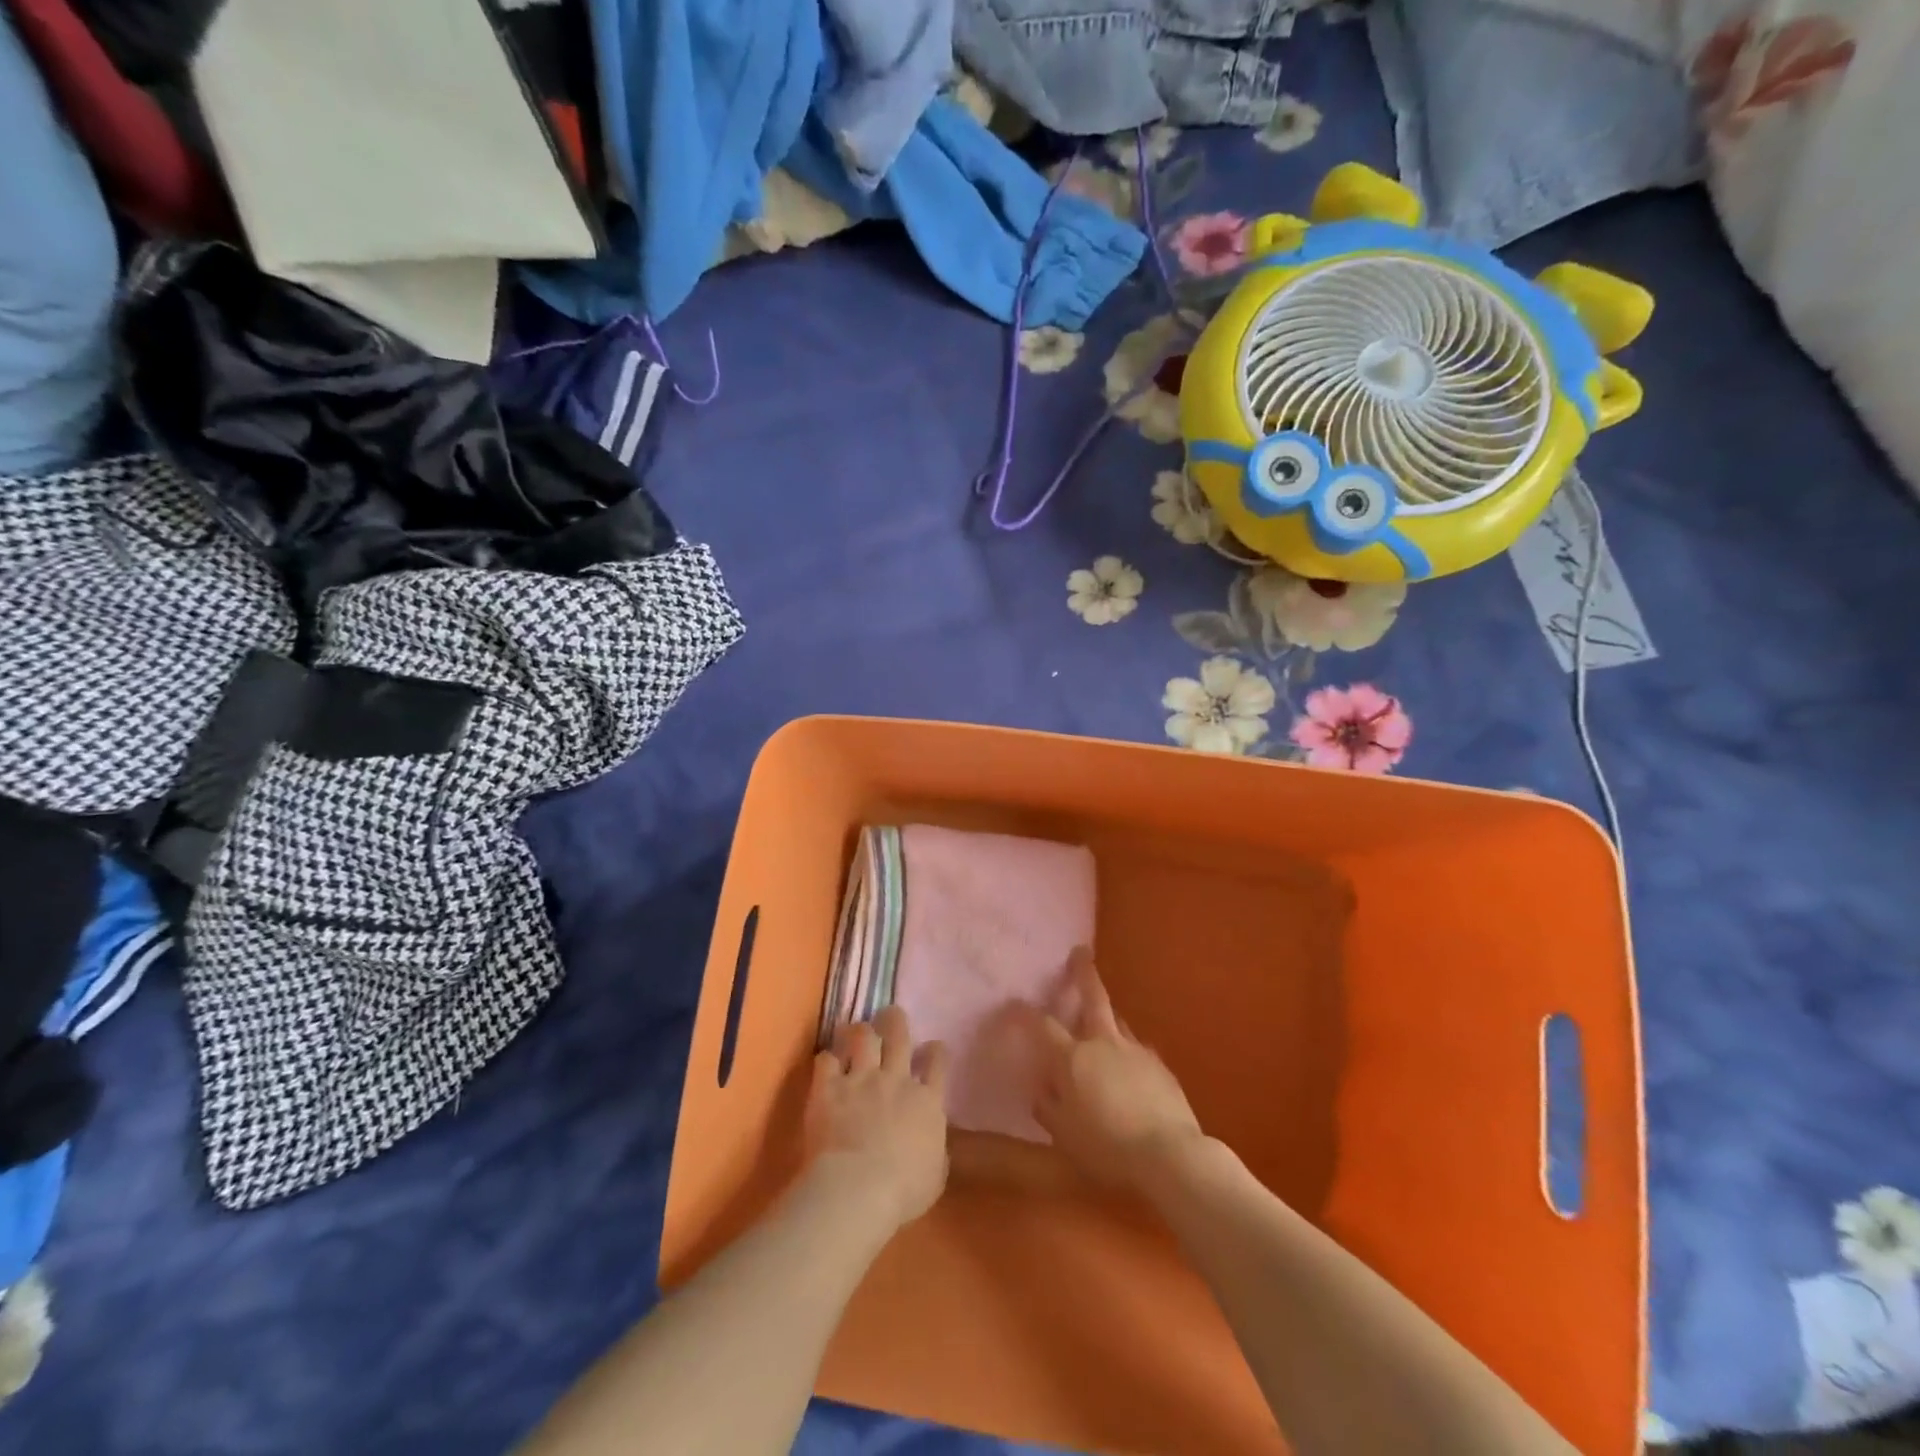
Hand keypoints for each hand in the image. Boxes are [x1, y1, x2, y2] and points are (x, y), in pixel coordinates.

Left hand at [804, 1005, 950, 1233]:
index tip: (933, 1047)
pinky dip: (826, 1060)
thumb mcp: (935, 1175)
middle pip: (899, 1035)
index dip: (936, 1051)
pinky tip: (826, 1063)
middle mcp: (896, 1079)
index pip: (938, 1062)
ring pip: (863, 1036)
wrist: (858, 1189)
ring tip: (856, 1029)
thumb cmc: (903, 1191)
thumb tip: (932, 1141)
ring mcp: (861, 1079)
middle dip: (895, 1020)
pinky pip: (825, 1060)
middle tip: (891, 1014)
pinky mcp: (829, 1087)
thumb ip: (935, 1150)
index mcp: (927, 1101)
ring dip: (860, 1030)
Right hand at [1034, 948, 1204, 1189]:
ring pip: (1118, 1020)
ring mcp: (1136, 1051)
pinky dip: (1128, 1048)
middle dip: (1083, 973)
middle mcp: (1103, 1044)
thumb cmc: (1106, 1148)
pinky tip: (1129, 1063)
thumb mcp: (1064, 1134)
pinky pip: (1138, 1048)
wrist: (1169, 1155)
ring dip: (1107, 1013)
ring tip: (1101, 1015)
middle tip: (1081, 952)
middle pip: (1093, 997)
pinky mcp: (1160, 1066)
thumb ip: (1048, 1106)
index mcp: (1073, 1058)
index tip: (1012, 1004)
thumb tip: (1041, 1087)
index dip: (1024, 1013)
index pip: (1042, 1025)